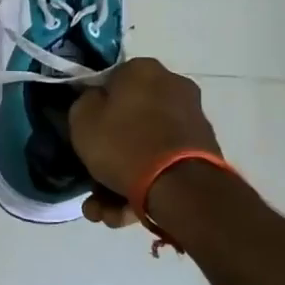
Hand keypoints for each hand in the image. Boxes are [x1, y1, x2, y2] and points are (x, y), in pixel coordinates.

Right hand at [68, 58, 220, 226]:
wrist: (180, 187)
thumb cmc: (124, 143)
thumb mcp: (82, 119)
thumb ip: (84, 103)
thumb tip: (96, 100)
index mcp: (144, 70)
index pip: (110, 81)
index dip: (93, 108)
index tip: (84, 132)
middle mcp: (173, 87)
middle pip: (128, 120)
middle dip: (106, 156)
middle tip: (90, 182)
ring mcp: (190, 122)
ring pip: (143, 148)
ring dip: (119, 181)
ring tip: (103, 212)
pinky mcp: (202, 154)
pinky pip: (162, 164)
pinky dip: (143, 186)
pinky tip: (123, 215)